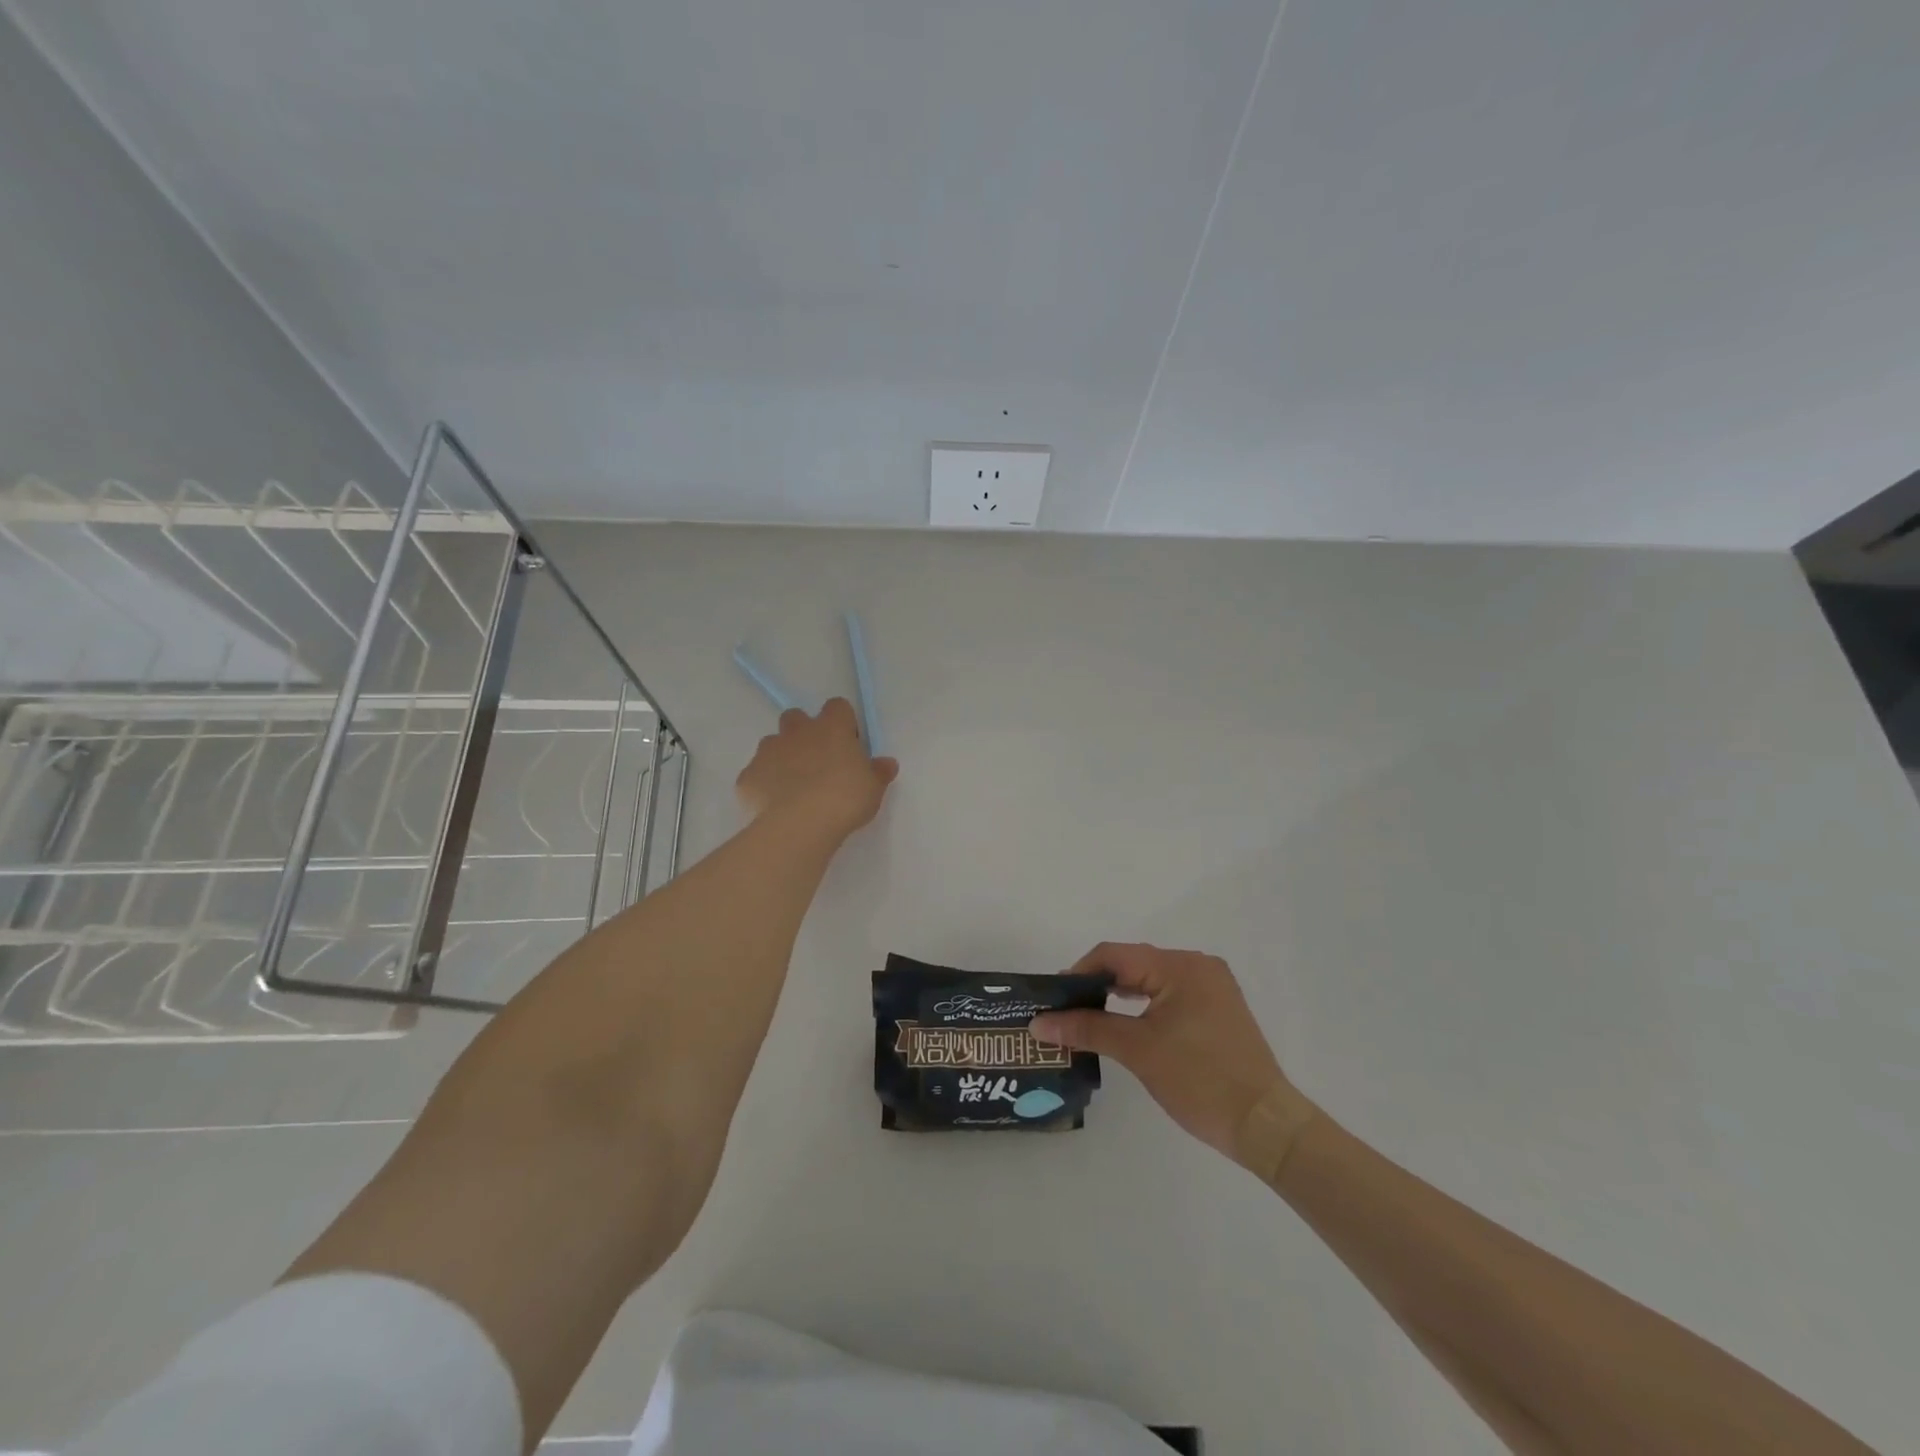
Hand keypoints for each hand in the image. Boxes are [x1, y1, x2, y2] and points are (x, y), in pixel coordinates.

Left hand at [735, 697, 898, 836]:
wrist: (800, 824)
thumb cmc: (845, 799)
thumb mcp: (874, 788)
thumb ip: (878, 772)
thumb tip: (887, 763)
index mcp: (831, 728)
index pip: (837, 707)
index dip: (842, 723)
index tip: (848, 745)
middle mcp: (797, 732)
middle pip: (796, 718)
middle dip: (803, 734)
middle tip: (817, 763)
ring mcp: (768, 751)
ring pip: (772, 744)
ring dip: (781, 758)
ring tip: (793, 787)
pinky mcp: (748, 776)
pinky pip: (755, 774)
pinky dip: (763, 785)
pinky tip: (774, 807)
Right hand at [1030, 944, 1316, 1178]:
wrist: (1265, 1125)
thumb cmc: (1200, 1080)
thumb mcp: (1138, 1051)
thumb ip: (1087, 1028)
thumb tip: (1039, 1023)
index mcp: (1181, 966)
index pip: (1115, 955)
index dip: (1079, 973)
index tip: (1053, 999)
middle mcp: (1198, 965)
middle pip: (1133, 964)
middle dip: (1097, 984)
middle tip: (1065, 1010)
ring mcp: (1212, 987)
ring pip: (1151, 980)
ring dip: (1118, 996)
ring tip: (1087, 1017)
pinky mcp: (1218, 1008)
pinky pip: (1169, 995)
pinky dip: (1143, 1006)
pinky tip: (1124, 1023)